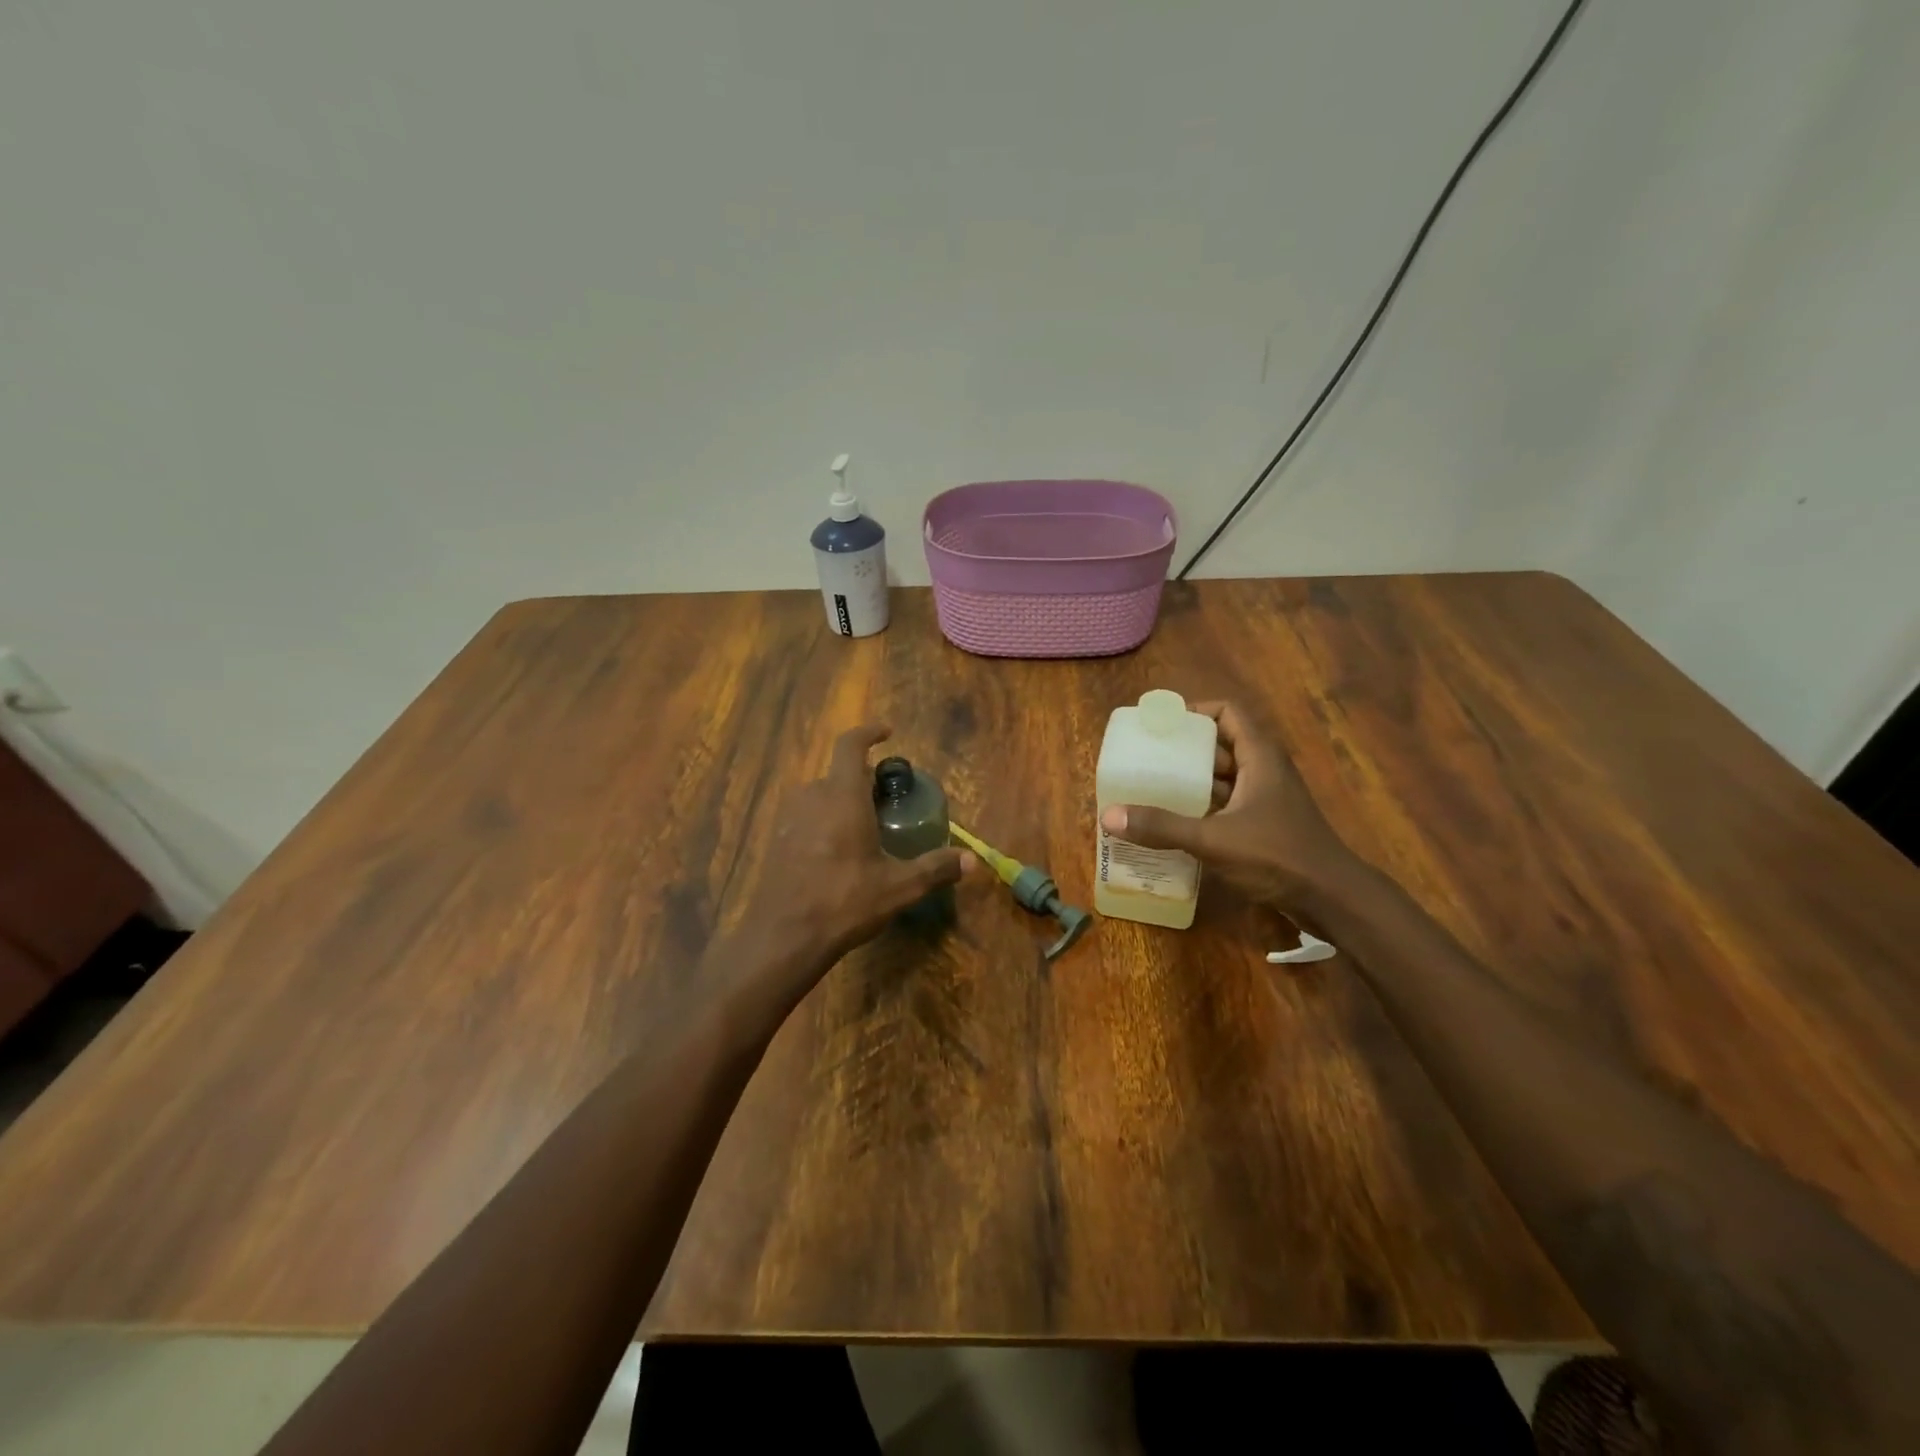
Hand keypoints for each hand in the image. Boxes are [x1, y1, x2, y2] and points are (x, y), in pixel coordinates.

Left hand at [744, 725, 972, 978]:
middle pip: (838, 774)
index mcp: (842, 797)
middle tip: (887, 801)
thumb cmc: (844, 902)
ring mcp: (789, 820)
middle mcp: (812, 798)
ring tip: (865, 827)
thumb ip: (935, 869)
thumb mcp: (898, 887)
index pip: (850, 745)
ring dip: (842, 802)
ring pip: (820, 796)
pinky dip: (824, 822)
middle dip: (863, 781)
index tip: (887, 733)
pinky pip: (805, 818)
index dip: (868, 732)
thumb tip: (973, 861)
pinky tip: (838, 854)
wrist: (783, 937)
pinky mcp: (777, 842)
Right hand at [1099, 700, 1365, 919]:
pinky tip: (1174, 822)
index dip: (1195, 712)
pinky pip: (1226, 804)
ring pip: (1222, 777)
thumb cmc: (1278, 856)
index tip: (1160, 726)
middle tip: (1144, 759)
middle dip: (1182, 751)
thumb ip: (1163, 827)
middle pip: (1219, 745)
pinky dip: (1201, 807)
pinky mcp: (1264, 825)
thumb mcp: (1214, 840)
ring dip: (1190, 781)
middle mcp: (1264, 770)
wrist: (1332, 899)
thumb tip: (1109, 816)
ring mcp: (1265, 799)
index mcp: (1259, 757)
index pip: (1227, 713)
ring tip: (1150, 789)